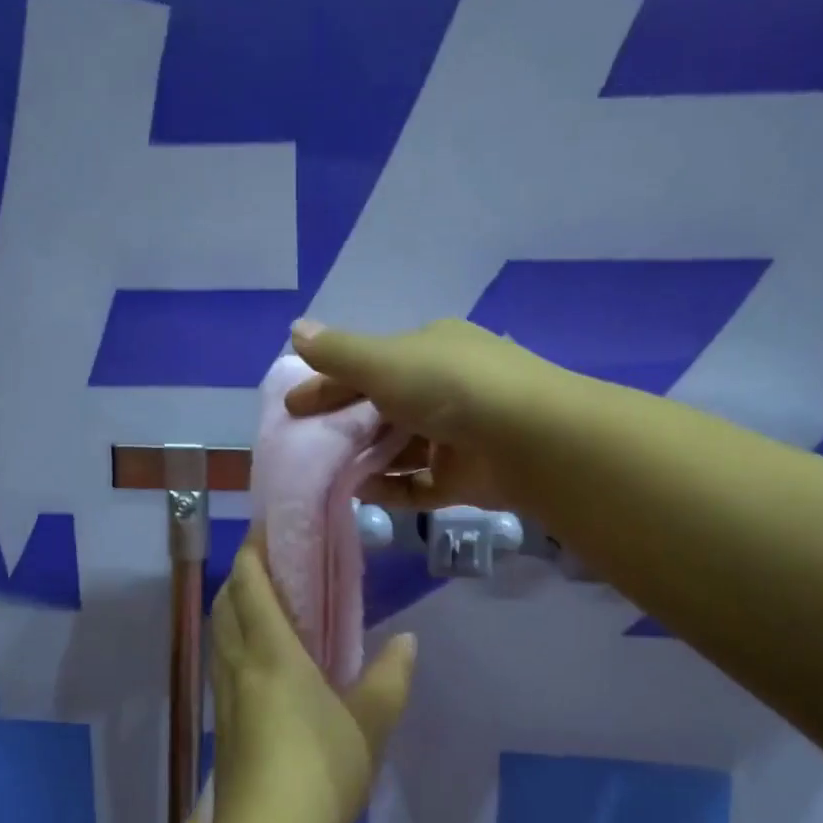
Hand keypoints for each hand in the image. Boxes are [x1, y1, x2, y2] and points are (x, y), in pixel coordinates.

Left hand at [208, 535, 416, 822]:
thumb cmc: (320, 773)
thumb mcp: (370, 724)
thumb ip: (390, 678)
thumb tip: (407, 641)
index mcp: (271, 652)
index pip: (250, 583)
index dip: (255, 550)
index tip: (272, 528)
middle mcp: (239, 664)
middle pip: (226, 601)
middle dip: (242, 573)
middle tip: (276, 562)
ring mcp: (226, 695)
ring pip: (219, 632)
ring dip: (235, 605)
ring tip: (269, 601)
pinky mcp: (224, 723)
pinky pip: (224, 661)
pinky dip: (235, 639)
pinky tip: (263, 657)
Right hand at [285, 317, 550, 511]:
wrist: (529, 438)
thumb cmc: (449, 387)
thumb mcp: (384, 362)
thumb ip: (338, 352)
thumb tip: (295, 328)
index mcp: (429, 349)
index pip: (368, 364)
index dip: (327, 382)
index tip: (293, 407)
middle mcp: (445, 387)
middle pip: (383, 406)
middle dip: (344, 424)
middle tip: (304, 445)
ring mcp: (458, 433)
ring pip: (401, 447)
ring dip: (366, 458)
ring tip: (326, 474)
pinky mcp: (467, 476)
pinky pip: (420, 483)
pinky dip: (392, 488)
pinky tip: (362, 495)